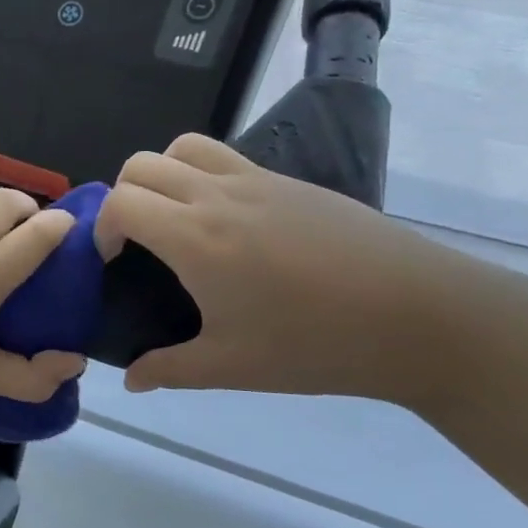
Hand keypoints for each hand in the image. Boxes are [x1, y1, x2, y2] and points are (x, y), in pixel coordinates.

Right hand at [94, 134, 464, 402]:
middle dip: (123, 197)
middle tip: (138, 241)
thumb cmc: (317, 344)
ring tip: (176, 219)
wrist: (425, 317)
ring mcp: (260, 182)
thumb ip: (168, 369)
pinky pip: (228, 158)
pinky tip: (230, 226)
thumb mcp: (232, 366)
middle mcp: (219, 196)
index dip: (102, 228)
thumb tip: (130, 380)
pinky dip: (204, 176)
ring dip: (163, 174)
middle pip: (143, 165)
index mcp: (196, 238)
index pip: (120, 202)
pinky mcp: (293, 182)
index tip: (112, 261)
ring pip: (186, 147)